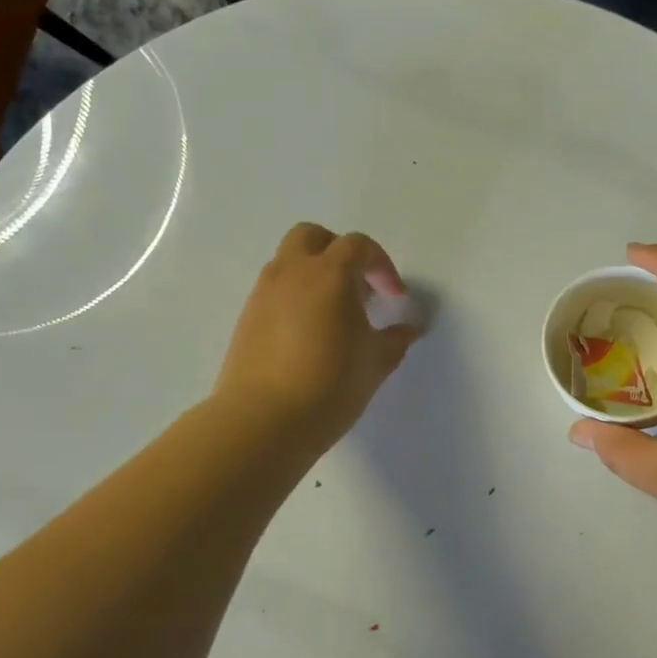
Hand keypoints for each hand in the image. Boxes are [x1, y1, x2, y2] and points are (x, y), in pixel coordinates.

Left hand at [215, 224, 420, 451]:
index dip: (382, 266)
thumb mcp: (376, 362)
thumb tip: (410, 328)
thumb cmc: (331, 384)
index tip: (394, 297)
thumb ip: (396, 338)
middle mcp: (292, 273)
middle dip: (339, 252)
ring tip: (334, 315)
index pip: (358, 247)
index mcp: (329, 274)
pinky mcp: (246, 319)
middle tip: (357, 287)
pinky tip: (308, 335)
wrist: (263, 420)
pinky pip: (274, 291)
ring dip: (313, 275)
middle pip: (313, 237)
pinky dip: (294, 298)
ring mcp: (263, 294)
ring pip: (288, 263)